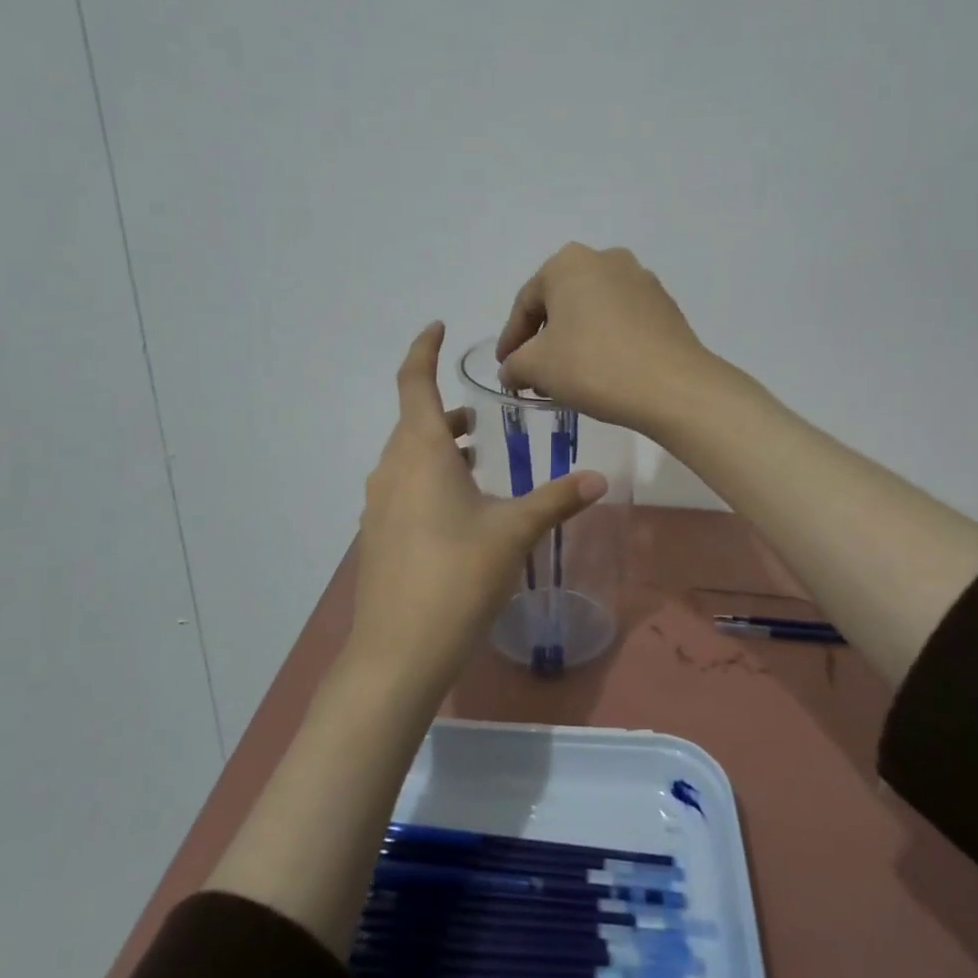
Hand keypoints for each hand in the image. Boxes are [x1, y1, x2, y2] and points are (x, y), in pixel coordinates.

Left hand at [348, 322, 607, 697]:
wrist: (399, 650)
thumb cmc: (458, 576)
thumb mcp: (515, 531)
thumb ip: (557, 499)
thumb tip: (599, 477)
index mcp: (421, 451)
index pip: (414, 381)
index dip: (424, 349)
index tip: (437, 326)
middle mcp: (392, 468)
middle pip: (414, 420)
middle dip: (446, 410)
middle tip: (481, 414)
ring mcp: (379, 503)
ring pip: (409, 456)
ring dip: (439, 446)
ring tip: (476, 456)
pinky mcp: (378, 534)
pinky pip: (403, 486)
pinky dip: (428, 477)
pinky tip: (459, 508)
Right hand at [495, 243, 716, 435]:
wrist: (673, 387)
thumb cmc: (594, 366)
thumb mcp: (538, 367)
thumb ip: (514, 364)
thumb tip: (511, 369)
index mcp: (569, 263)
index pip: (526, 303)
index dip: (510, 339)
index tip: (504, 367)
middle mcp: (606, 259)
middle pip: (561, 302)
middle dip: (544, 338)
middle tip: (533, 372)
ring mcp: (641, 280)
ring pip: (593, 311)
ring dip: (575, 340)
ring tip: (567, 376)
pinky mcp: (665, 306)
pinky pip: (621, 321)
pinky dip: (604, 342)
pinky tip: (601, 371)